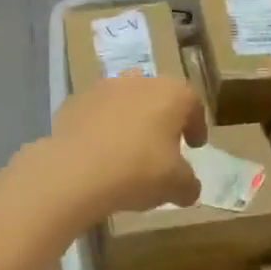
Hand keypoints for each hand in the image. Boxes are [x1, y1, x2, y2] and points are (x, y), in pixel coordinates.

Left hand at [46, 76, 206, 219]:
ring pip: (125, 103)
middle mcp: (139, 81)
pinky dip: (101, 129)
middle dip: (162, 120)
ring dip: (129, 121)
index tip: (194, 146)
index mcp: (172, 94)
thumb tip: (188, 188)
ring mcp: (103, 88)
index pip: (193, 105)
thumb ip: (189, 184)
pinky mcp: (74, 102)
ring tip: (127, 151)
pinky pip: (96, 114)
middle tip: (162, 146)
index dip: (196, 127)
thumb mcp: (177, 185)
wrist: (75, 172)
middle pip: (158, 98)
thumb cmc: (139, 171)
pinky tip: (99, 154)